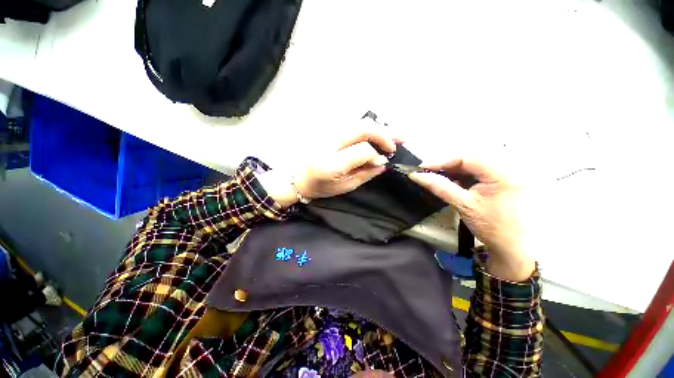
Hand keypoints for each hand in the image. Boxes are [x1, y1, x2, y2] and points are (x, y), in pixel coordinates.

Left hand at [259, 120, 399, 207]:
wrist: (295, 178)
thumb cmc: (318, 187)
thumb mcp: (342, 187)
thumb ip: (364, 175)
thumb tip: (383, 163)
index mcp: (329, 164)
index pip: (362, 150)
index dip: (376, 154)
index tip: (384, 161)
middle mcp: (327, 143)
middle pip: (362, 128)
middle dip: (384, 133)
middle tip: (401, 140)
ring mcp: (325, 133)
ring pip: (358, 123)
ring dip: (378, 128)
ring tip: (395, 134)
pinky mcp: (326, 130)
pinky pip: (351, 125)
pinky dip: (367, 129)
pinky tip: (377, 133)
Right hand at [409, 159, 534, 281]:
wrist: (514, 247)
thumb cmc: (492, 227)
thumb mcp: (464, 205)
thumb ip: (440, 187)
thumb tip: (417, 175)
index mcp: (503, 172)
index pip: (467, 158)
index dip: (441, 161)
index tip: (422, 168)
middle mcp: (507, 167)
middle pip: (469, 159)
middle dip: (446, 166)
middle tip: (427, 173)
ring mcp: (505, 174)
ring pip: (471, 165)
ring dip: (452, 171)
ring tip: (436, 178)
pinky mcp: (501, 180)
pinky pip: (477, 173)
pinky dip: (461, 176)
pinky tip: (451, 182)